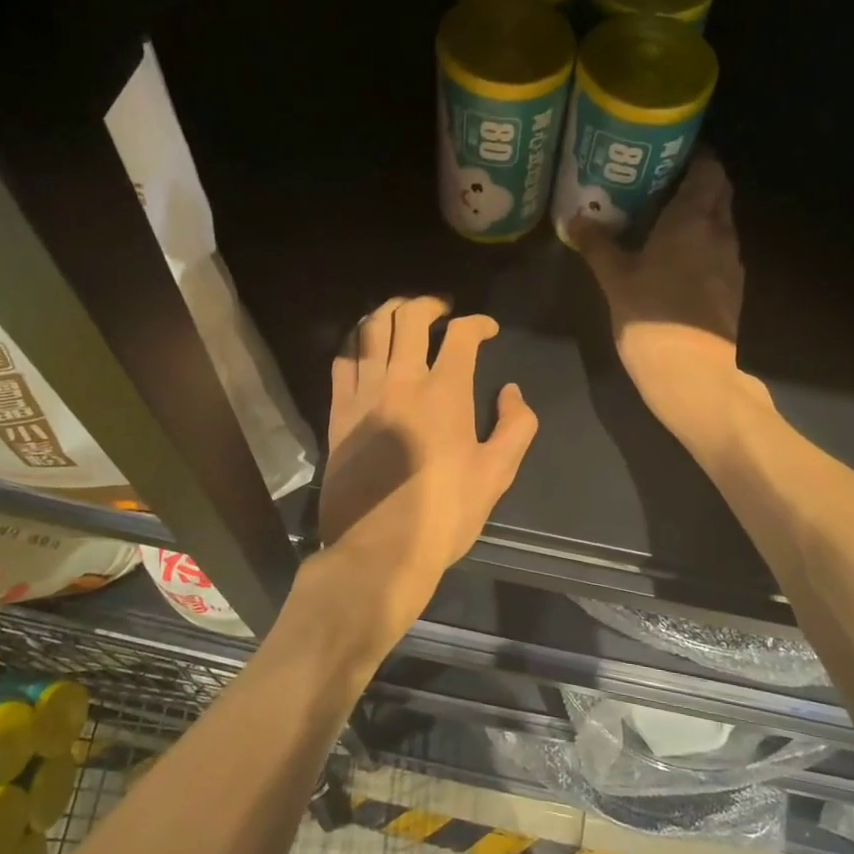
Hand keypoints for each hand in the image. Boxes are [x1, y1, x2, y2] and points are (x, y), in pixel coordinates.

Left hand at [315, 297, 538, 643]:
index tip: (487, 330)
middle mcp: (401, 381)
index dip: (478, 324)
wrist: (379, 549)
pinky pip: (342, 360)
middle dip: (429, 304)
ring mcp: (364, 394)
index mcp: (445, 393)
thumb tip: (511, 392)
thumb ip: (516, 426)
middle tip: (442, 312)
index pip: (461, 335)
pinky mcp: (337, 412)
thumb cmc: (445, 514)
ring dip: (389, 312)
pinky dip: (356, 342)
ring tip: (401, 315)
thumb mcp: (497, 474)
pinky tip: (365, 346)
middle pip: (409, 318)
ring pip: (370, 329)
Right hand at [572, 152, 747, 437]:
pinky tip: (676, 260)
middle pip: (719, 193)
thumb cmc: (651, 316)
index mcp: (694, 220)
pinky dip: (702, 245)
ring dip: (700, 217)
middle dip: (697, 184)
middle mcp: (721, 233)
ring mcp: (731, 263)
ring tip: (664, 221)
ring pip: (721, 224)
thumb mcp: (615, 278)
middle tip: (660, 185)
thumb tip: (575, 217)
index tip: (669, 156)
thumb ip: (597, 244)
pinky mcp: (733, 290)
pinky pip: (719, 252)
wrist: (692, 374)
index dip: (695, 157)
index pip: (709, 170)